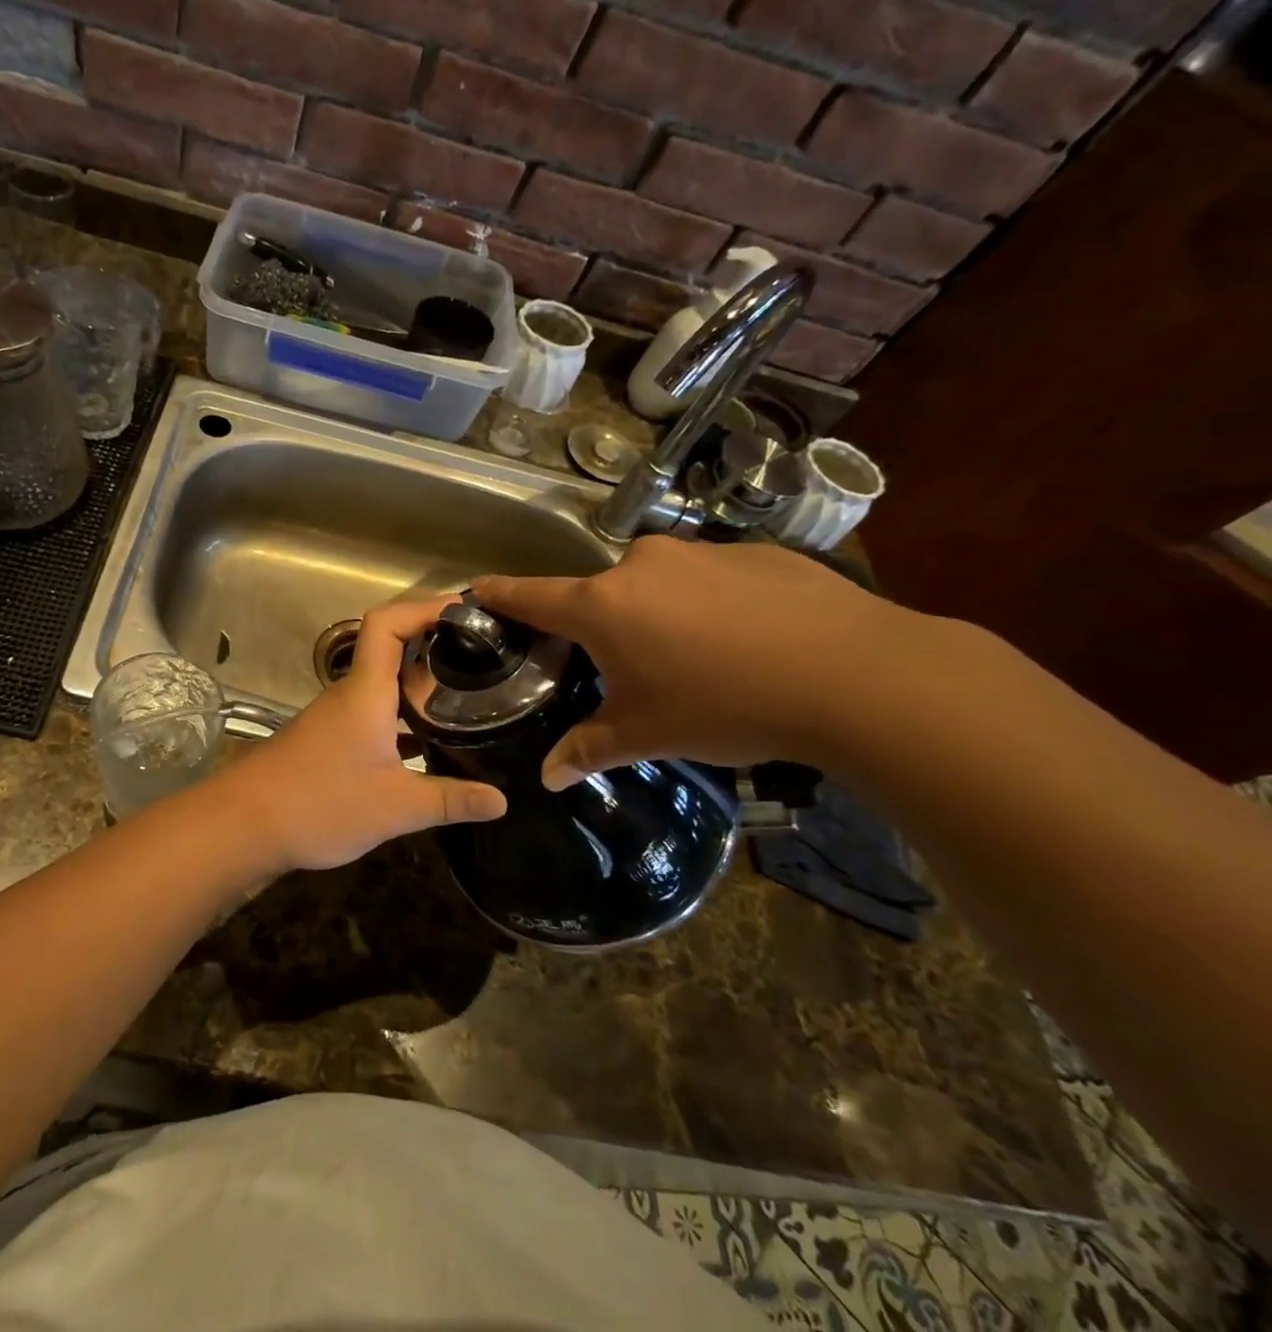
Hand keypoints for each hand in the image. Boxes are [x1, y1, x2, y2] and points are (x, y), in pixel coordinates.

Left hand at [217, 597, 506, 874]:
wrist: (245, 825)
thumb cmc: (320, 803)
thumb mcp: (394, 807)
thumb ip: (449, 801)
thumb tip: (502, 801)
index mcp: (365, 692)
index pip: (387, 624)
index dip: (423, 608)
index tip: (463, 611)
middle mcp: (349, 694)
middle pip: (390, 649)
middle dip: (434, 644)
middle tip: (482, 656)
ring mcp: (336, 717)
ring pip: (383, 684)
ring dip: (419, 683)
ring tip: (466, 695)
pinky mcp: (330, 740)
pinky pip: (374, 713)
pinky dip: (402, 717)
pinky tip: (429, 743)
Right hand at [475, 537, 927, 787]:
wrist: (855, 675)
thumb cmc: (725, 705)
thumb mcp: (648, 733)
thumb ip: (589, 748)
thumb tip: (547, 779)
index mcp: (603, 606)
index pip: (531, 595)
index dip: (500, 595)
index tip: (477, 590)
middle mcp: (642, 565)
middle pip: (601, 595)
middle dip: (605, 627)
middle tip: (634, 670)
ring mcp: (701, 552)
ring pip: (659, 584)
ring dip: (663, 614)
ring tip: (703, 660)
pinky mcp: (755, 552)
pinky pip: (711, 577)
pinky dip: (713, 604)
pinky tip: (751, 641)